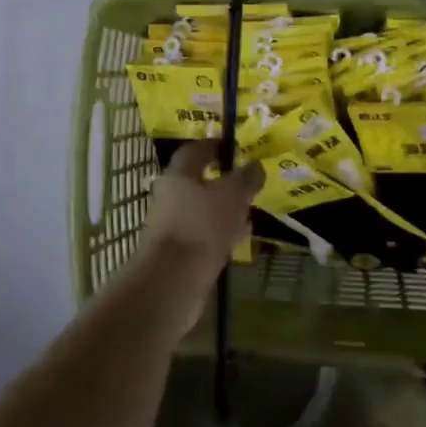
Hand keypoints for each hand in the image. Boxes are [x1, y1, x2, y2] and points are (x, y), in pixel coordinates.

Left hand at [138, 142, 264, 283]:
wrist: (173, 280)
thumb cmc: (202, 225)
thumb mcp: (232, 195)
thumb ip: (246, 177)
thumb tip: (255, 165)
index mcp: (178, 174)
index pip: (195, 150)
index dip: (215, 146)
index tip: (236, 148)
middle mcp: (170, 196)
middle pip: (198, 182)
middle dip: (224, 182)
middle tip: (248, 185)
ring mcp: (172, 225)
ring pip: (202, 210)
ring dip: (224, 210)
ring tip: (249, 213)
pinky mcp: (178, 252)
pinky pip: (203, 235)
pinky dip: (220, 233)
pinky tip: (239, 240)